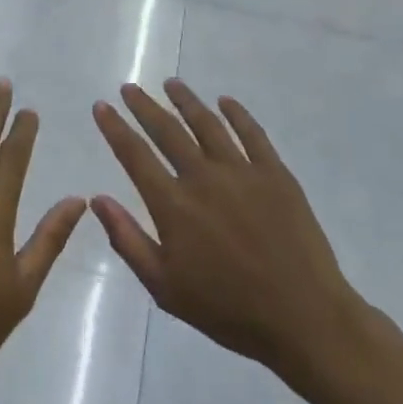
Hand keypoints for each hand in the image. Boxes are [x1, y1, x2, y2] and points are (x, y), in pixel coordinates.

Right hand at [91, 81, 380, 402]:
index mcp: (173, 205)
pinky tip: (225, 101)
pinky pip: (252, 133)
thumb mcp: (165, 288)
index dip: (115, 128)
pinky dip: (236, 113)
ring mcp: (242, 171)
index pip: (135, 155)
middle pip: (167, 131)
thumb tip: (97, 199)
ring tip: (171, 84)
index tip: (101, 106)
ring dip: (186, 101)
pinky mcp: (275, 173)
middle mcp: (203, 177)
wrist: (304, 319)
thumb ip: (128, 240)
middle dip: (144, 106)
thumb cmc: (229, 310)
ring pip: (207, 124)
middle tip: (129, 87)